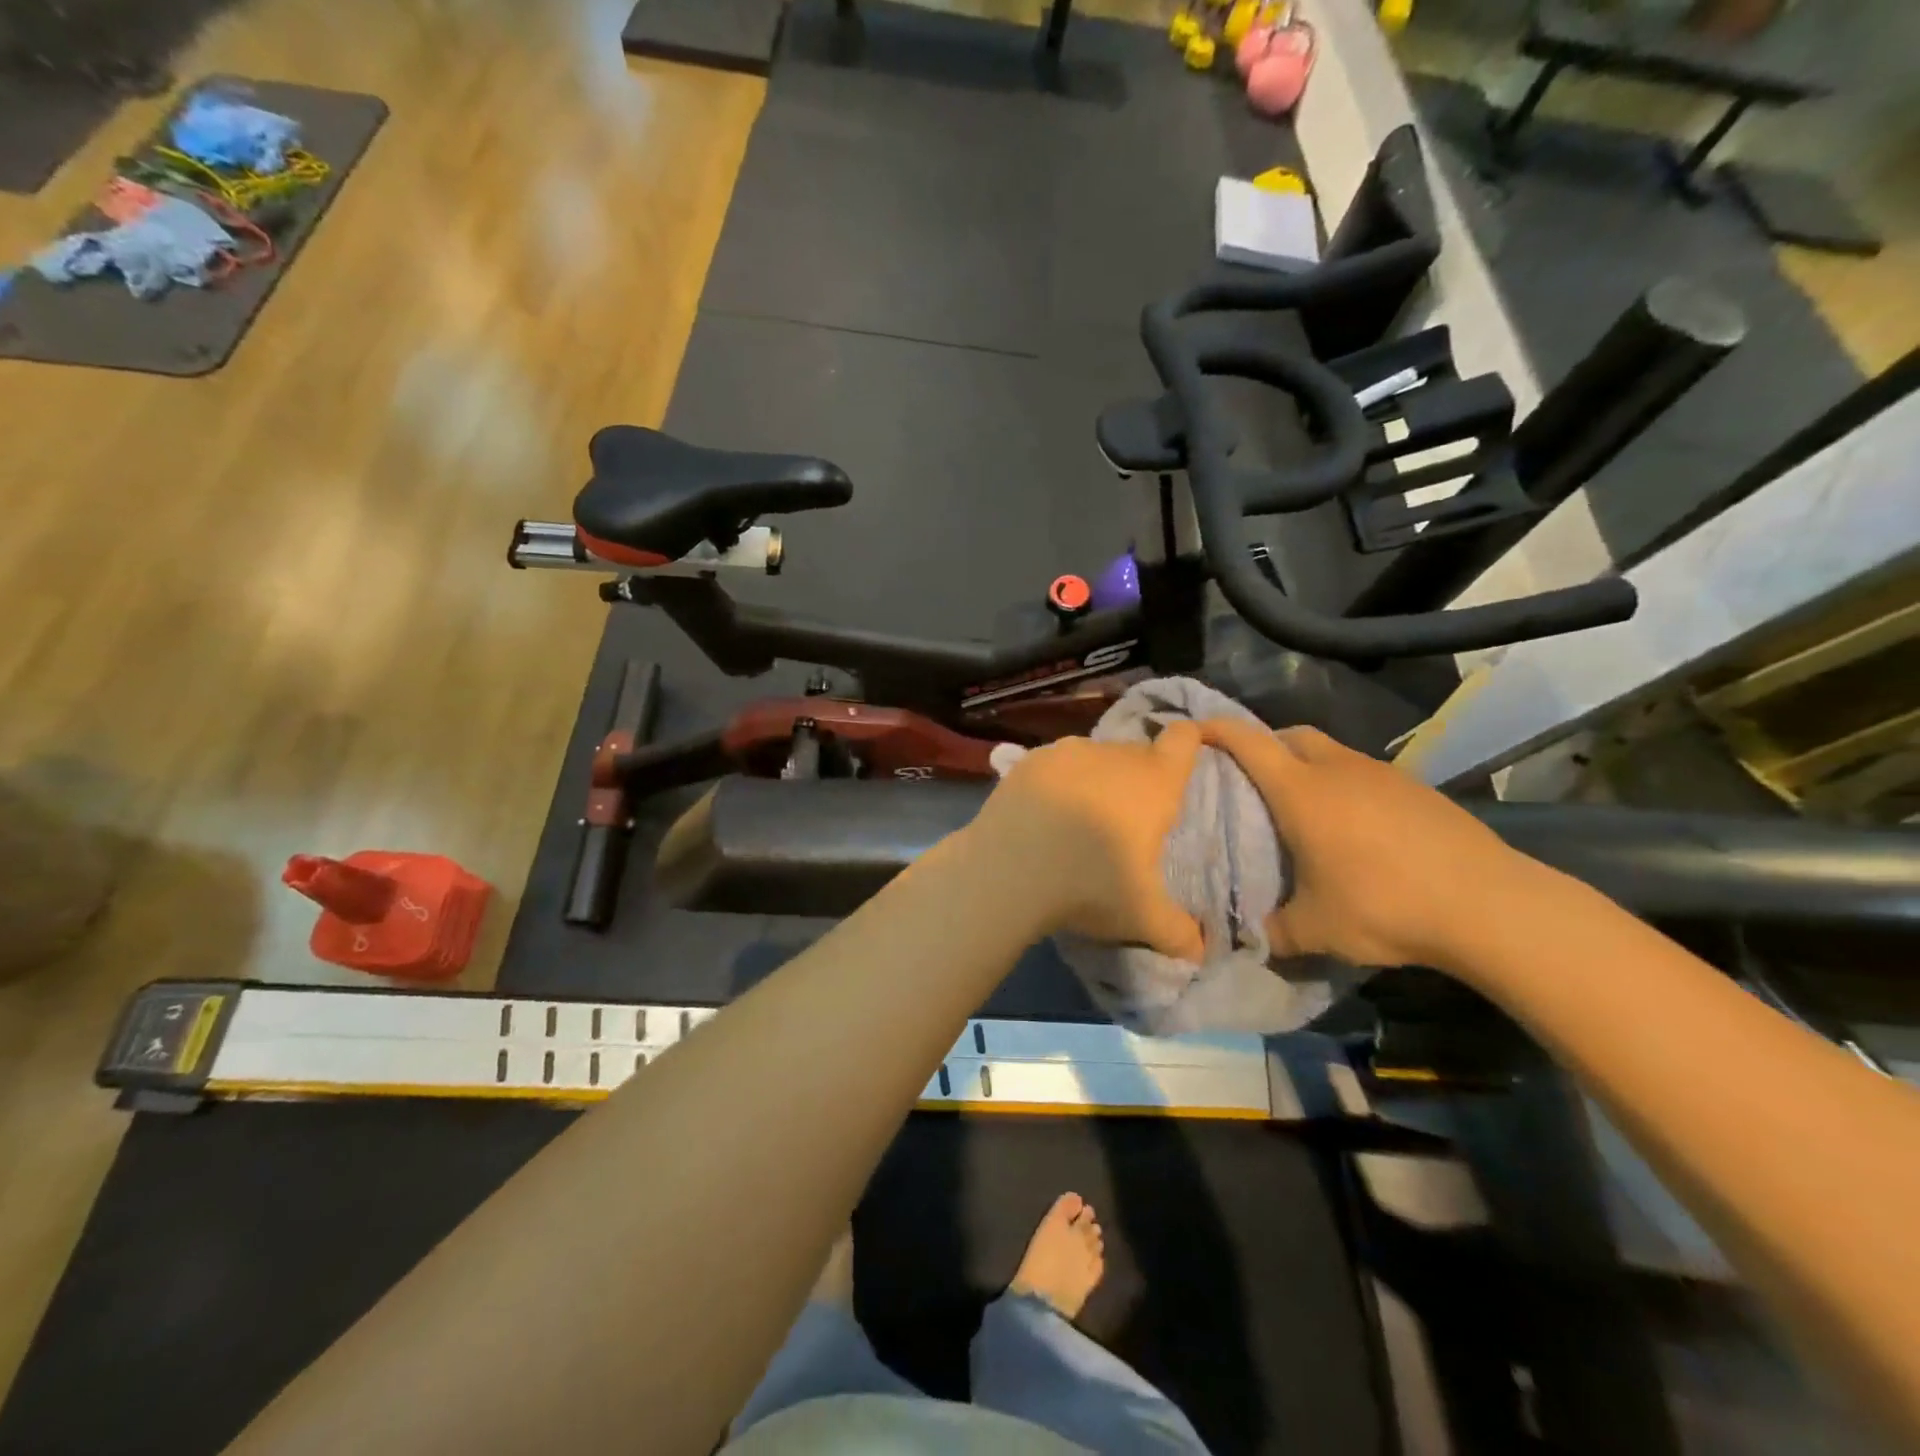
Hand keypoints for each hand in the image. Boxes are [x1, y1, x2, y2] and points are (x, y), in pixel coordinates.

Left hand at [964, 726, 1205, 960]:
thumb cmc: (1088, 886)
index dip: (1192, 742)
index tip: (1186, 763)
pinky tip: (1044, 816)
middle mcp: (1112, 755)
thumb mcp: (1142, 917)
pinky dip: (1057, 783)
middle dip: (1139, 780)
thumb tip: (1199, 952)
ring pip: (1095, 758)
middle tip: (1128, 823)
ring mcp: (1066, 752)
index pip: (1184, 738)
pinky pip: (1056, 766)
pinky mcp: (1028, 761)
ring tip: (1081, 821)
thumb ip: (1179, 933)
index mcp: (1152, 781)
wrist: (1005, 872)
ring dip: (1096, 780)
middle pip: (1137, 754)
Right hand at [1199, 720, 1533, 969]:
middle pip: (1290, 735)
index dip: (1216, 729)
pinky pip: (1363, 772)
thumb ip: (1270, 931)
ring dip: (1306, 763)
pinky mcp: (1416, 788)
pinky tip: (1353, 824)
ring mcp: (1382, 774)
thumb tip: (1245, 938)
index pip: (1248, 742)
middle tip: (1247, 775)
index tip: (1192, 730)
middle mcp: (1338, 770)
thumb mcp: (1314, 930)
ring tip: (1300, 803)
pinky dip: (1343, 783)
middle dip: (1263, 743)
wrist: (1489, 905)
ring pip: (1330, 751)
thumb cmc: (1384, 906)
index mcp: (1301, 791)